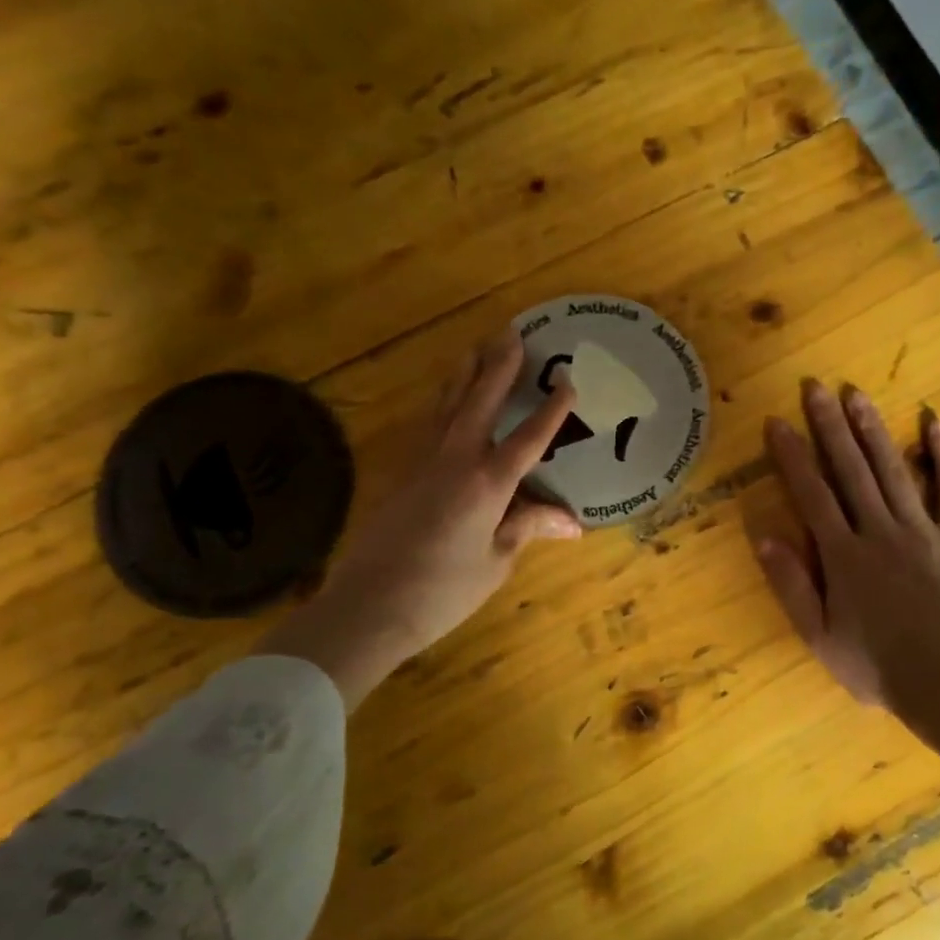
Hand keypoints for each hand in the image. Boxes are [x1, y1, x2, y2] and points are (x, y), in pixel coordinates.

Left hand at [259, 329, 579, 704]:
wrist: (367, 607)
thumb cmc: (442, 591)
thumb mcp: (495, 562)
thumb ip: (527, 528)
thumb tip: (572, 522)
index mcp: (487, 484)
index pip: (528, 439)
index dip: (551, 411)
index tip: (568, 383)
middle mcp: (454, 462)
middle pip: (480, 403)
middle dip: (498, 367)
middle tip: (511, 333)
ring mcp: (423, 465)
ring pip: (447, 407)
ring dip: (464, 375)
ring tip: (474, 348)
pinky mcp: (402, 476)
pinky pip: (429, 427)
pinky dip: (443, 405)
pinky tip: (445, 402)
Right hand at [758, 380, 939, 714]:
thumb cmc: (876, 666)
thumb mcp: (819, 636)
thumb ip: (791, 585)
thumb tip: (763, 535)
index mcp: (843, 556)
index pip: (812, 494)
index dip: (792, 456)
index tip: (777, 422)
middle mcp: (879, 531)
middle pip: (850, 469)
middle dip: (830, 426)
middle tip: (815, 387)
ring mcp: (921, 530)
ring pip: (892, 469)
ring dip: (872, 429)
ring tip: (856, 394)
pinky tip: (932, 421)